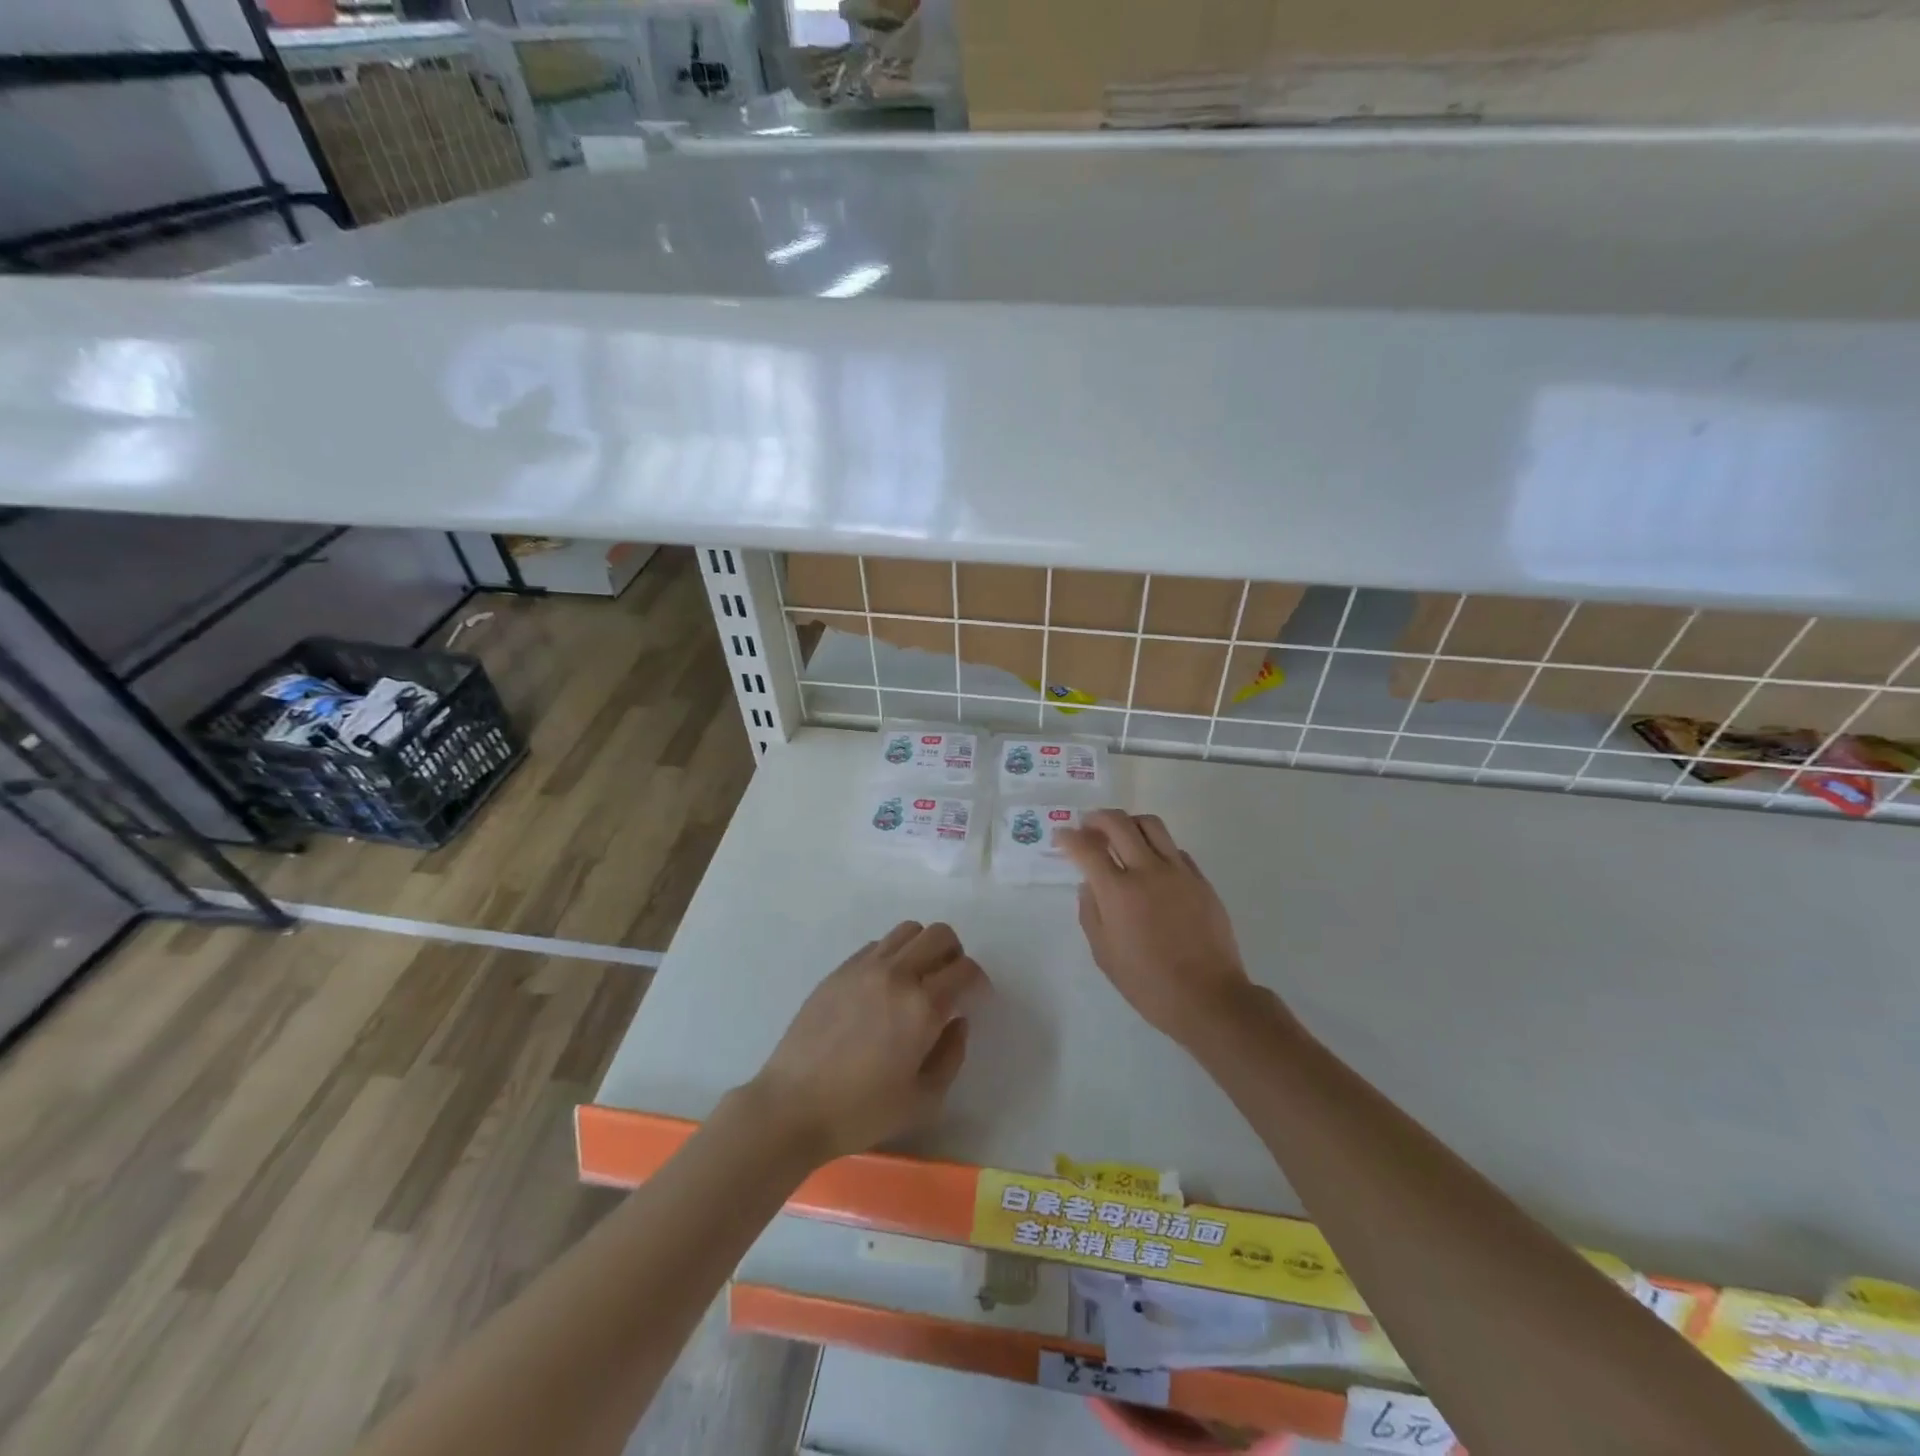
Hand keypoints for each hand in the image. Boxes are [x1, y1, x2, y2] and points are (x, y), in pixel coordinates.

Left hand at [750, 921, 987, 1162]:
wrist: (792, 1106)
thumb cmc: (861, 1111)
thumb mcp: (923, 1100)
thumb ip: (952, 1055)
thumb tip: (958, 1021)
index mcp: (922, 1006)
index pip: (965, 970)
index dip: (979, 982)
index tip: (976, 1000)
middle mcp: (896, 974)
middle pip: (940, 935)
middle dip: (955, 956)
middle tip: (950, 985)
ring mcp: (864, 967)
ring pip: (908, 931)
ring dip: (923, 949)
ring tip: (918, 979)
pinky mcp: (839, 970)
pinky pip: (878, 945)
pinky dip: (893, 956)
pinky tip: (885, 987)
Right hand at [1058, 810, 1259, 1046]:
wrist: (1208, 997)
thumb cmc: (1148, 983)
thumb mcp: (1104, 954)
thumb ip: (1090, 912)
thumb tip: (1089, 884)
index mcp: (1118, 892)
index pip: (1086, 849)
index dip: (1069, 837)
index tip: (1061, 836)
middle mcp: (1147, 871)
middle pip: (1118, 823)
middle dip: (1097, 818)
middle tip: (1088, 825)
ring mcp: (1178, 872)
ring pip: (1151, 825)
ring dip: (1129, 822)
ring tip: (1120, 834)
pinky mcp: (1200, 880)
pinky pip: (1174, 848)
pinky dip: (1156, 846)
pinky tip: (1151, 863)